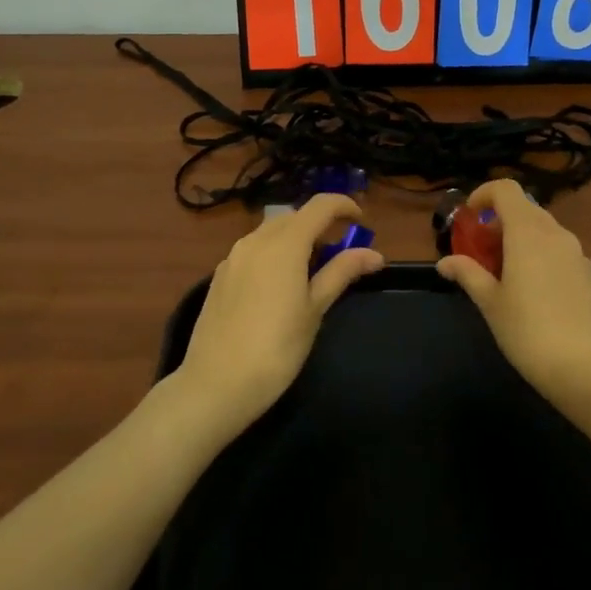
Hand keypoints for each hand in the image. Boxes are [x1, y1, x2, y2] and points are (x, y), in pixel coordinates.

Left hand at [174, 193, 384, 435]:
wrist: (216, 384)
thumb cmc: (277, 348)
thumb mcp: (315, 309)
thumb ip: (341, 272)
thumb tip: (374, 254)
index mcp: (284, 244)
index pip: (319, 206)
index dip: (344, 206)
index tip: (362, 222)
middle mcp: (255, 240)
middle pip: (293, 216)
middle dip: (319, 226)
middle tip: (339, 256)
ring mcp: (233, 258)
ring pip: (270, 233)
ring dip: (295, 240)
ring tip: (310, 274)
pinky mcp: (219, 276)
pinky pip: (253, 251)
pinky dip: (273, 255)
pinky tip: (278, 288)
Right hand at [436, 179, 590, 414]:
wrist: (589, 369)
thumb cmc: (530, 331)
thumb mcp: (490, 303)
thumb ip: (467, 274)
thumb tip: (444, 262)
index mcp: (528, 232)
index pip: (506, 190)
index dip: (483, 194)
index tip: (468, 217)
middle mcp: (555, 234)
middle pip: (524, 208)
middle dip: (498, 221)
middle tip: (480, 251)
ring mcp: (576, 254)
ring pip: (542, 229)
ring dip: (518, 238)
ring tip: (501, 273)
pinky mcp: (588, 274)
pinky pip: (557, 249)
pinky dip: (538, 254)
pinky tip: (530, 290)